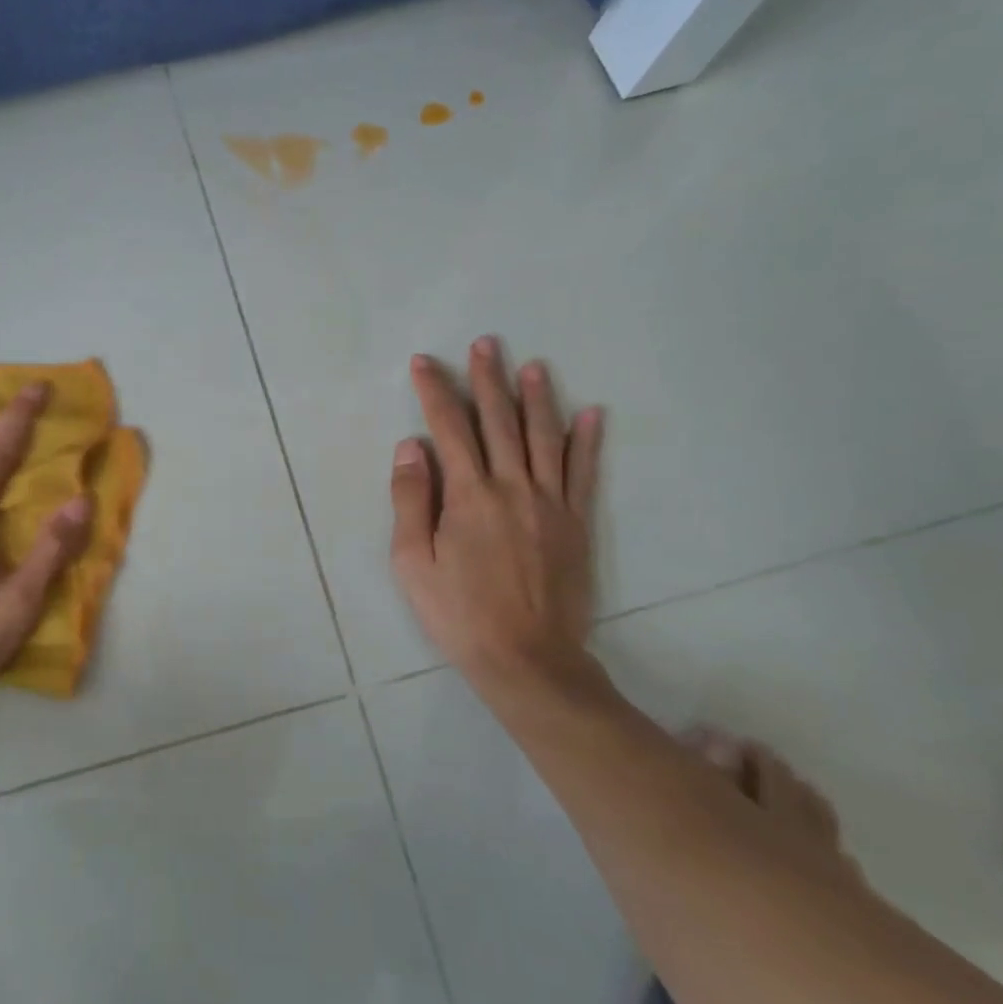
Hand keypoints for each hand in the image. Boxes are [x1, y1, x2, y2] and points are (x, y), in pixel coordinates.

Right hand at [389, 338, 605, 699]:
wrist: (527, 659)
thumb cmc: (459, 613)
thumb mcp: (413, 562)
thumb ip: (411, 500)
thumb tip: (412, 446)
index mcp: (469, 495)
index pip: (449, 428)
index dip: (436, 391)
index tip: (425, 362)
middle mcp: (512, 487)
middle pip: (499, 422)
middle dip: (488, 380)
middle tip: (486, 344)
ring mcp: (550, 504)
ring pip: (544, 438)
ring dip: (537, 398)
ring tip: (533, 365)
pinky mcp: (575, 524)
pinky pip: (583, 474)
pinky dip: (587, 442)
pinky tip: (592, 414)